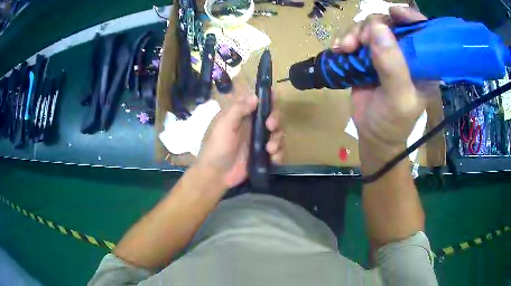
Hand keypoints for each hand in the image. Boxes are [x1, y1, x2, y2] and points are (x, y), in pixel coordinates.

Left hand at [197, 94, 283, 188]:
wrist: (216, 175)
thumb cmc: (217, 148)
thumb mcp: (224, 125)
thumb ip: (238, 109)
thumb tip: (256, 96)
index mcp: (241, 116)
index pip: (258, 102)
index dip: (268, 98)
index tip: (275, 97)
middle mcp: (252, 126)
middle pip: (272, 116)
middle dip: (276, 119)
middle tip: (270, 126)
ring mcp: (259, 141)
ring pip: (278, 133)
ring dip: (278, 139)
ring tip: (270, 149)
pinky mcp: (263, 156)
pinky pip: (278, 151)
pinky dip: (279, 154)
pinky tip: (272, 159)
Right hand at [332, 7, 438, 167]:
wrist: (372, 134)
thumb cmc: (392, 122)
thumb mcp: (398, 99)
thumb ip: (393, 66)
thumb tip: (378, 28)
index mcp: (423, 63)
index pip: (422, 31)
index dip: (409, 17)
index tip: (393, 12)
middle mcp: (406, 53)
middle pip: (390, 23)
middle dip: (372, 26)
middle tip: (361, 41)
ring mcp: (386, 53)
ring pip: (370, 27)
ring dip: (355, 33)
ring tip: (345, 48)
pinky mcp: (368, 56)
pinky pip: (356, 36)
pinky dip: (346, 39)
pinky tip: (339, 50)